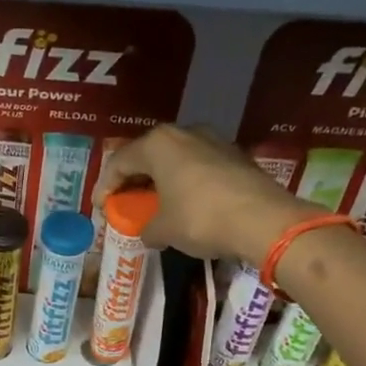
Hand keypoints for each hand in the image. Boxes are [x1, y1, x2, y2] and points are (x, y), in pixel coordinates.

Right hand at [94, 125, 321, 262]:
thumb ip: (147, 228)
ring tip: (156, 203)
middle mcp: (184, 133)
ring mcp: (214, 141)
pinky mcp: (236, 155)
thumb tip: (148, 232)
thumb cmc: (200, 218)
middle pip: (148, 155)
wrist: (263, 220)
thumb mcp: (163, 229)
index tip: (101, 208)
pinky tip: (186, 203)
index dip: (105, 187)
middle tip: (126, 201)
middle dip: (134, 179)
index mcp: (158, 144)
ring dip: (162, 180)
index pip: (119, 162)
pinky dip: (186, 182)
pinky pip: (199, 167)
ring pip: (176, 158)